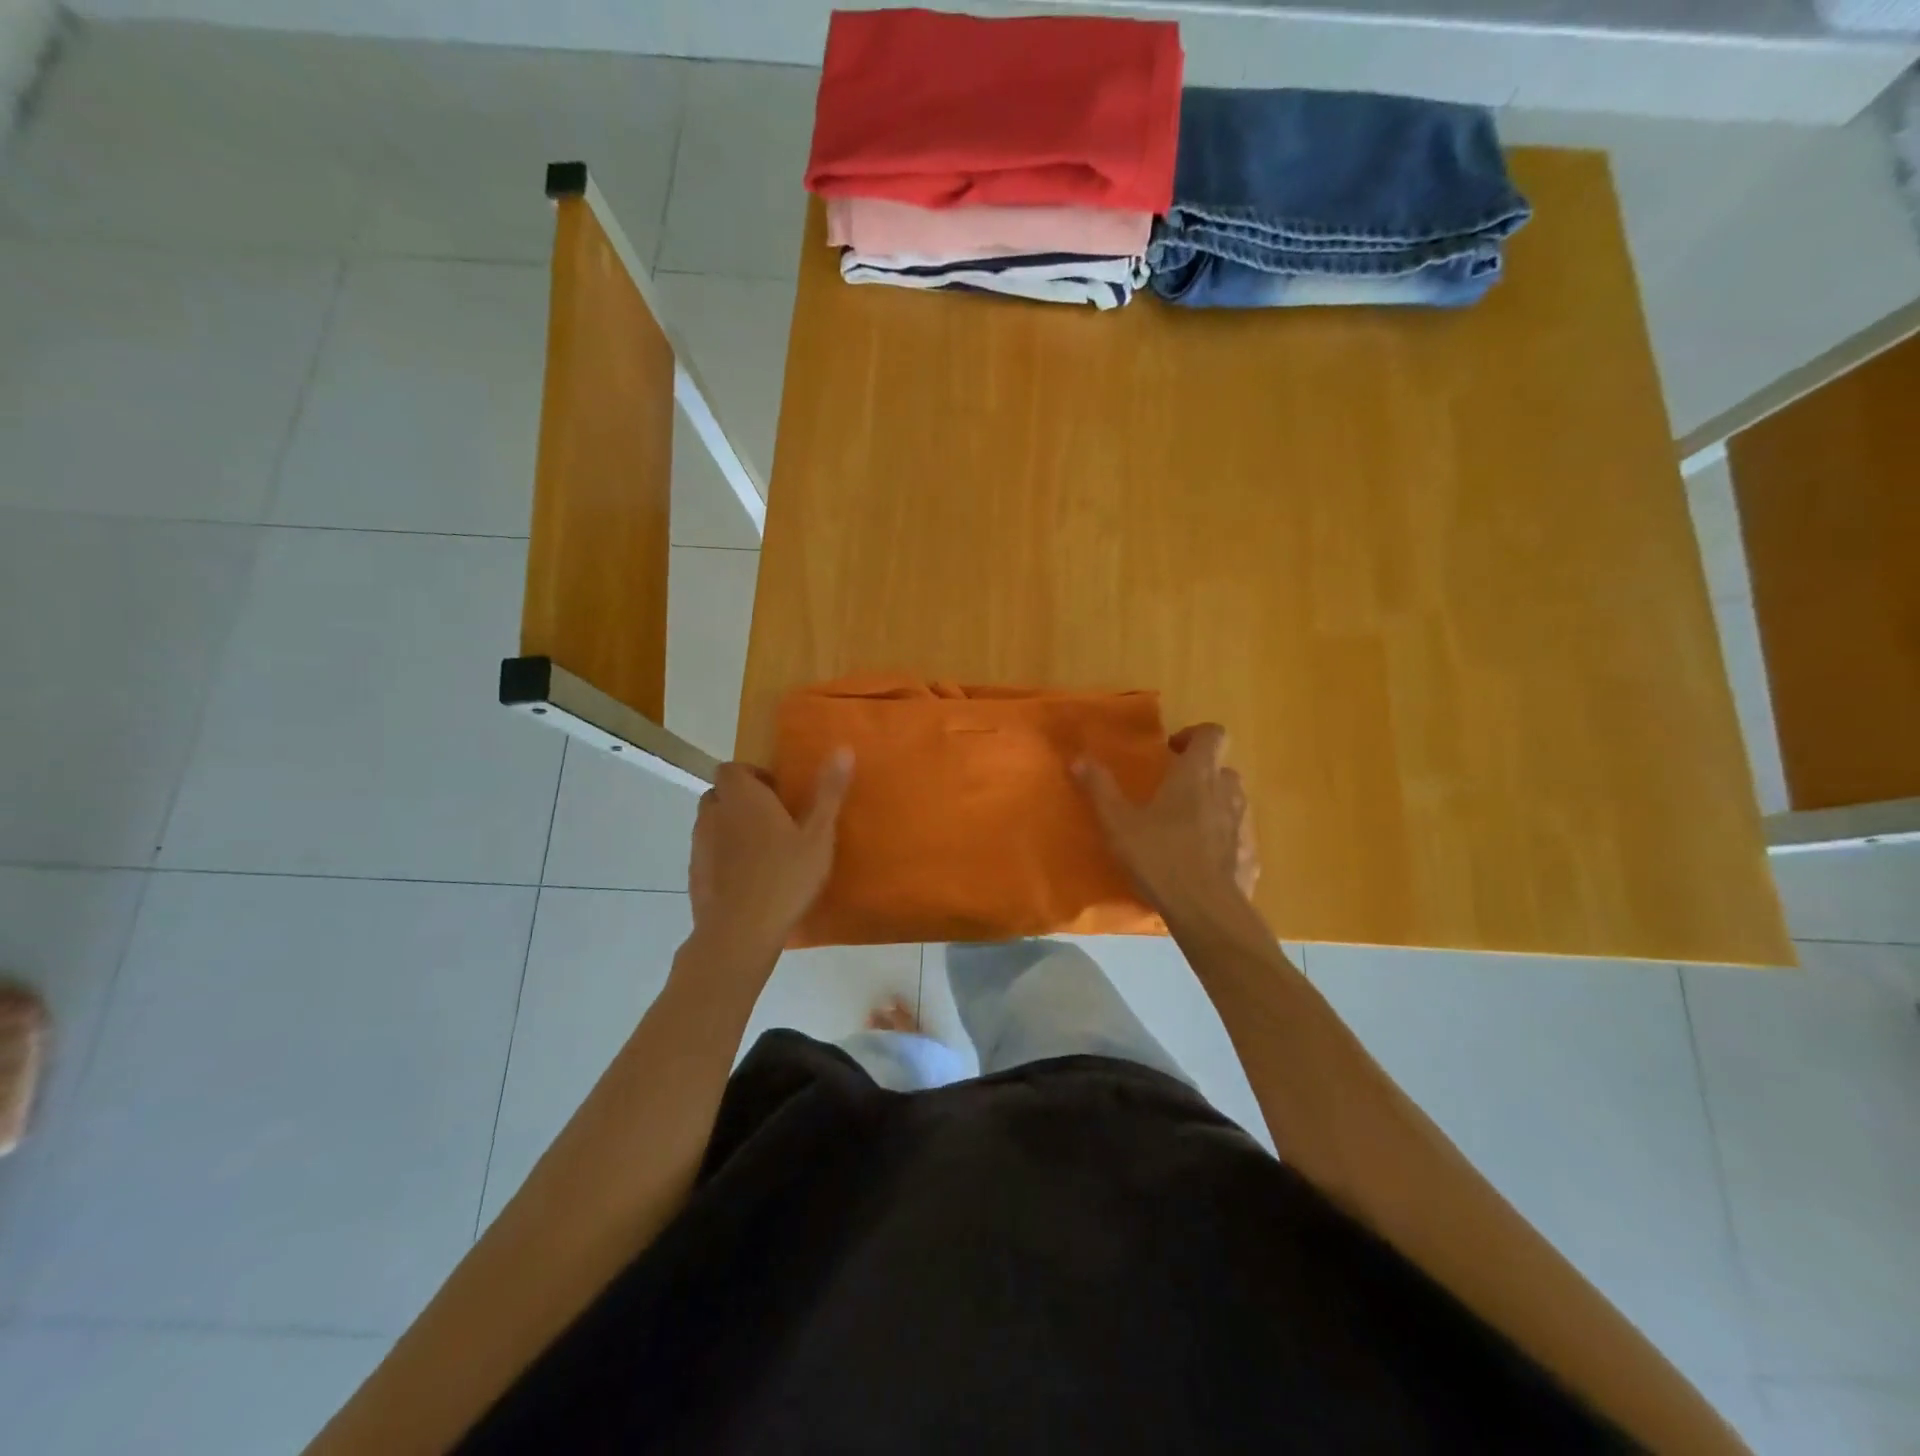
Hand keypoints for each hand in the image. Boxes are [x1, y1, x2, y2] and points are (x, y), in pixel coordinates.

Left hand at [688, 751, 852, 962]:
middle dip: (743, 800)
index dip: (752, 776)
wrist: (740, 932)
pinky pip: (709, 852)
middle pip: (721, 794)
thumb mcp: (818, 835)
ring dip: (733, 827)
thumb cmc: (785, 877)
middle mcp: (715, 814)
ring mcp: (700, 845)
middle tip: (775, 821)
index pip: (731, 768)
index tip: (778, 794)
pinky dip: (724, 855)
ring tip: (764, 851)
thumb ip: (828, 793)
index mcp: (743, 798)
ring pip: (713, 823)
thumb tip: (843, 749)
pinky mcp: (694, 873)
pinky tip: (749, 878)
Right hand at [1075, 724, 1258, 921]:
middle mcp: (1227, 792)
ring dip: (1213, 804)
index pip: (1212, 734)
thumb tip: (1079, 758)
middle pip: (1221, 768)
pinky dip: (1223, 839)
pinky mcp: (1251, 856)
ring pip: (1232, 801)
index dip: (1194, 735)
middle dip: (1200, 774)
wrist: (1207, 911)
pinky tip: (1203, 861)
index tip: (1171, 752)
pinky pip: (1238, 836)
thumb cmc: (1160, 858)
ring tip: (1185, 827)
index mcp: (1197, 775)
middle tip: (1171, 792)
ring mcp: (1244, 825)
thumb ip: (1100, 788)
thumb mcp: (1118, 823)